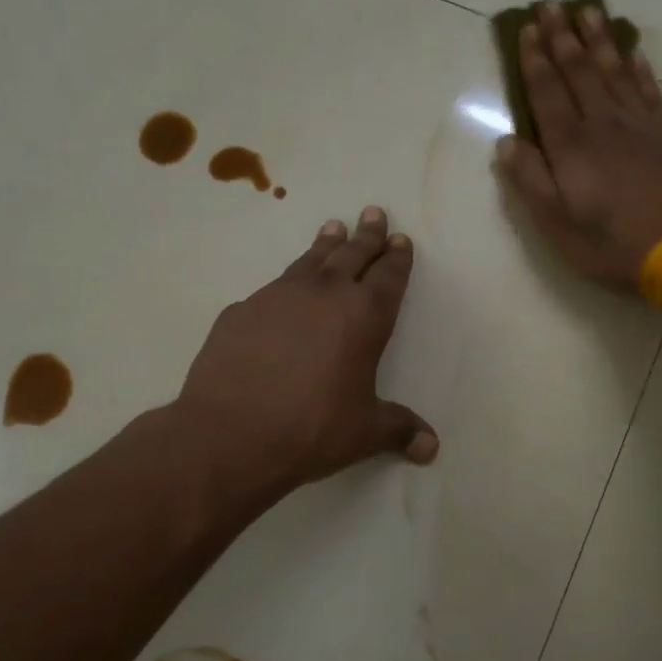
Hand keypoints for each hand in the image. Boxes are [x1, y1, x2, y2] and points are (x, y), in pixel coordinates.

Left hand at [176, 207, 437, 505]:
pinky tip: (282, 292)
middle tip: (373, 212)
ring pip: (310, 260)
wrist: (230, 433)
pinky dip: (285, 284)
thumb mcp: (365, 432)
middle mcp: (324, 294)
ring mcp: (278, 296)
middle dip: (367, 235)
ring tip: (333, 228)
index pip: (388, 276)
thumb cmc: (312, 429)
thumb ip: (399, 430)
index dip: (397, 257)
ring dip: (325, 245)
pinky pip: (271, 289)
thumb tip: (431, 448)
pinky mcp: (241, 310)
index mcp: (364, 316)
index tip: (400, 238)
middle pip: (352, 254)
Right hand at [495, 0, 661, 291]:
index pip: (547, 92)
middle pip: (579, 72)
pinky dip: (638, 68)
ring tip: (588, 12)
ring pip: (614, 72)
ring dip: (599, 41)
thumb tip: (506, 141)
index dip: (535, 60)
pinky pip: (649, 90)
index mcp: (570, 146)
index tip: (527, 28)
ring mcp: (640, 125)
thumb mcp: (556, 223)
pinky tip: (632, 52)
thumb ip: (529, 180)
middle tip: (552, 4)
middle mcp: (603, 123)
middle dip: (562, 37)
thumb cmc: (610, 243)